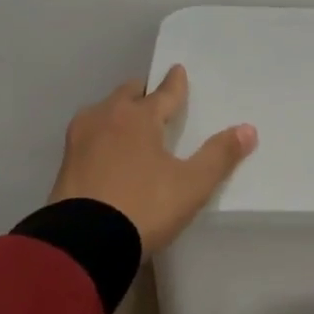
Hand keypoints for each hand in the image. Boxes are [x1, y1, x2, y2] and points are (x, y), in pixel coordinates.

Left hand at [50, 65, 257, 256]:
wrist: (83, 243)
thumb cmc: (144, 206)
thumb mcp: (191, 185)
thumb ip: (220, 156)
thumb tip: (247, 129)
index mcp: (140, 116)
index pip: (164, 92)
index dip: (175, 83)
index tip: (178, 70)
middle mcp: (107, 117)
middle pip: (128, 94)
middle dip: (143, 93)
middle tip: (154, 99)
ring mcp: (81, 138)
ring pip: (104, 111)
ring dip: (118, 112)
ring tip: (131, 124)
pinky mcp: (65, 162)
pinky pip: (90, 135)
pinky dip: (102, 134)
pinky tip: (107, 150)